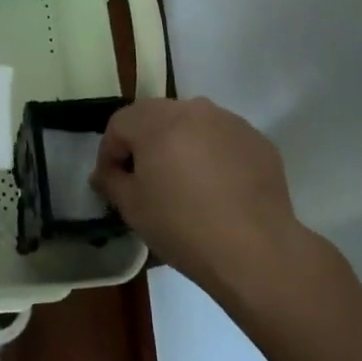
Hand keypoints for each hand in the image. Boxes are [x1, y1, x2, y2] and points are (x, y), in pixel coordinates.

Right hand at [93, 97, 310, 296]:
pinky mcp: (257, 140)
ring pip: (192, 125)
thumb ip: (111, 182)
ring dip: (181, 145)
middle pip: (156, 117)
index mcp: (156, 120)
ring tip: (185, 183)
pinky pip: (223, 140)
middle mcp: (192, 109)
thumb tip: (103, 174)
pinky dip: (214, 156)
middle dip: (145, 143)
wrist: (257, 251)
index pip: (119, 123)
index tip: (111, 180)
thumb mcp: (133, 209)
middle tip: (145, 179)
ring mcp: (229, 121)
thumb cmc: (184, 227)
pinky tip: (219, 190)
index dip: (109, 151)